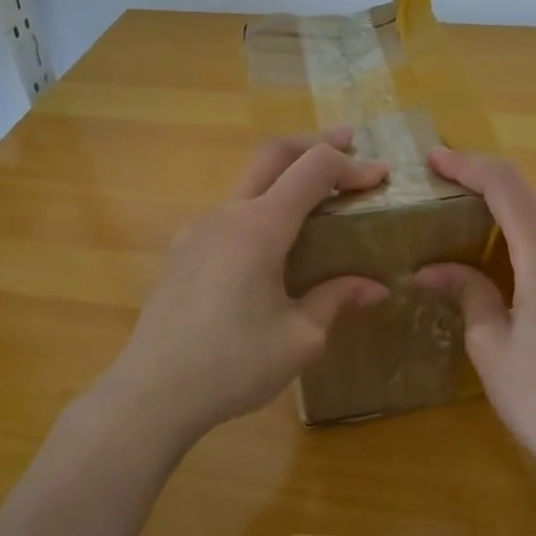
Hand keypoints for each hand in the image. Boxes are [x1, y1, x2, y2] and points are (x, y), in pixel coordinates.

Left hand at [97, 130, 389, 444]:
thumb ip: (336, 300)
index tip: (382, 176)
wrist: (152, 393)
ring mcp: (198, 231)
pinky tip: (272, 248)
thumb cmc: (233, 364)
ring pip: (247, 184)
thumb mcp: (300, 338)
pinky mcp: (182, 253)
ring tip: (317, 201)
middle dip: (314, 143)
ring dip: (285, 178)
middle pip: (272, 154)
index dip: (352, 165)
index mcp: (259, 227)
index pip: (313, 169)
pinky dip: (261, 210)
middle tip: (349, 143)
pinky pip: (229, 216)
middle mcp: (226, 215)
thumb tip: (375, 288)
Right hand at [417, 148, 535, 493]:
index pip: (505, 184)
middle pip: (530, 206)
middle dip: (486, 202)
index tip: (434, 160)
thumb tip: (432, 269)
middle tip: (446, 214)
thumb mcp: (491, 346)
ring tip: (478, 259)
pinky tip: (524, 291)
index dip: (467, 164)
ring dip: (514, 235)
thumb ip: (467, 292)